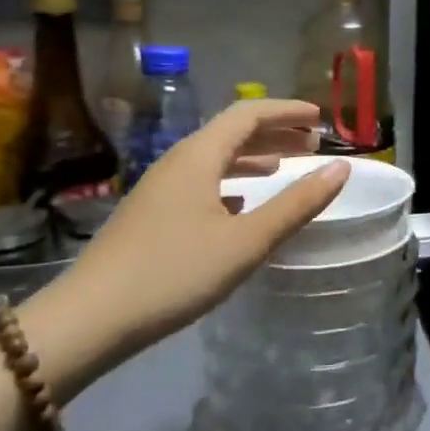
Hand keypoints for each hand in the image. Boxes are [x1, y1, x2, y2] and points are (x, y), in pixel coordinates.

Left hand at [25, 101, 346, 384]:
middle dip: (276, 132)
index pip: (249, 113)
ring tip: (286, 168)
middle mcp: (178, 161)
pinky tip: (243, 203)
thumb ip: (297, 204)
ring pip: (216, 158)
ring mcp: (161, 188)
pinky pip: (202, 181)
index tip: (321, 117)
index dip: (288, 110)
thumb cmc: (173, 273)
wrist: (87, 320)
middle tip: (313, 144)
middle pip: (233, 132)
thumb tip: (342, 168)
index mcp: (199, 155)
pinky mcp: (152, 214)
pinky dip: (233, 181)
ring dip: (254, 157)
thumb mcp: (246, 242)